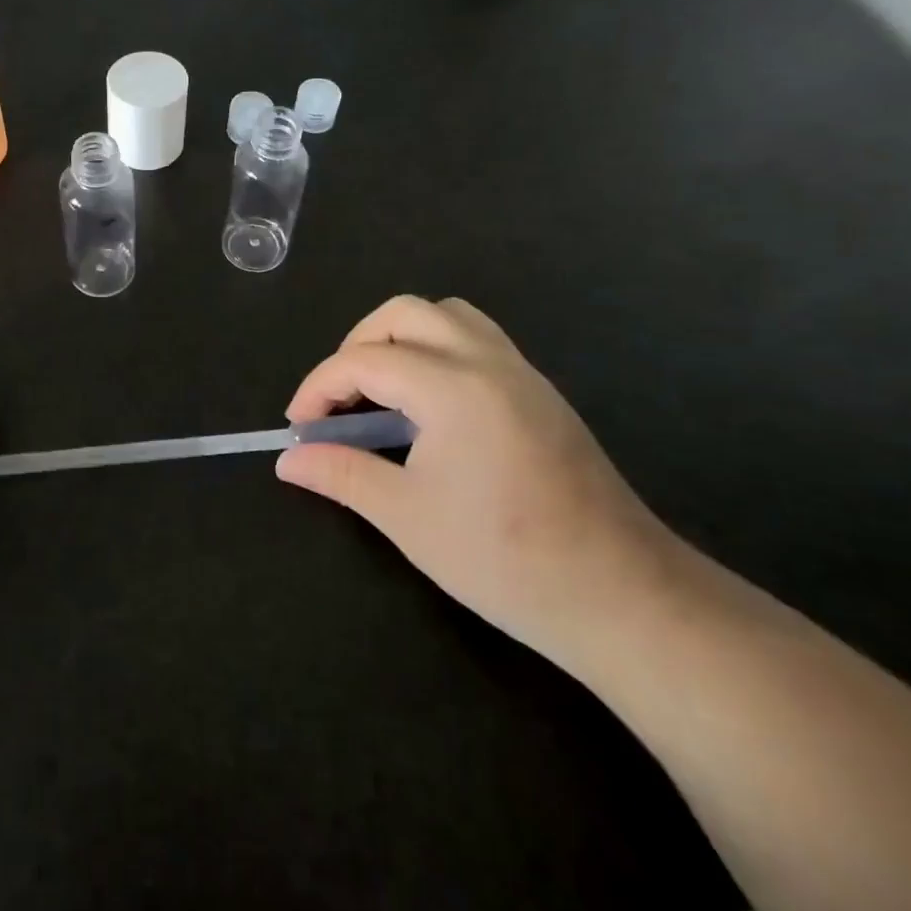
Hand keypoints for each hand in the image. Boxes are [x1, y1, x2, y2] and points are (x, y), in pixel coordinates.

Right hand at [277, 296, 683, 674]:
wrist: (623, 597)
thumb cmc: (504, 558)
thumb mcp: (406, 517)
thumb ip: (341, 473)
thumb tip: (288, 459)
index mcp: (452, 386)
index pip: (363, 360)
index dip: (318, 388)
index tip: (299, 427)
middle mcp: (487, 361)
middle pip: (405, 313)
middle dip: (356, 345)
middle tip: (339, 399)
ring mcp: (521, 373)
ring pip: (448, 317)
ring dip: (401, 339)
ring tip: (381, 392)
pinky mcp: (541, 394)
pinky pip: (478, 341)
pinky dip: (437, 352)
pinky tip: (429, 409)